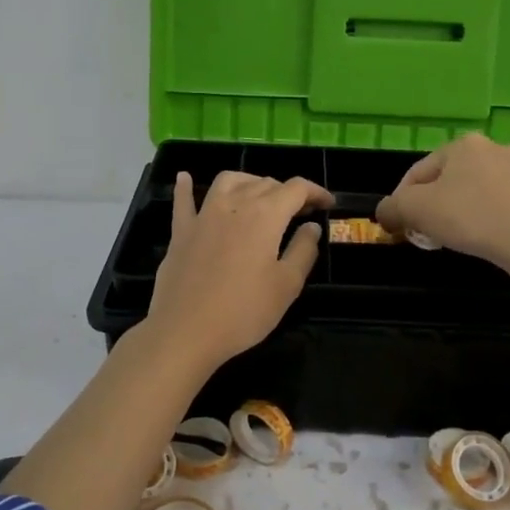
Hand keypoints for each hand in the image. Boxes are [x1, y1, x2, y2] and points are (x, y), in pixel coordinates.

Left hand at [145, 171, 332, 369]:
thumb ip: (303, 251)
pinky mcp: (181, 232)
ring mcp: (203, 215)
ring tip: (260, 197)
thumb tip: (311, 227)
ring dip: (250, 182)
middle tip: (301, 212)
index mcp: (265, 215)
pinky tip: (185, 178)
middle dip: (287, 192)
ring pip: (229, 181)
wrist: (186, 331)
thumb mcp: (287, 285)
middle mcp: (234, 205)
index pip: (296, 189)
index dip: (316, 192)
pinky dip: (187, 187)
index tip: (328, 205)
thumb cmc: (243, 311)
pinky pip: (184, 200)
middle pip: (265, 183)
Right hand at [375, 133, 509, 272]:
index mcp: (462, 145)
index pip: (418, 172)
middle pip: (451, 180)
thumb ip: (393, 208)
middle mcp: (495, 148)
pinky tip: (492, 239)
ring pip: (481, 191)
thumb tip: (385, 212)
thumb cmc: (471, 217)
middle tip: (429, 233)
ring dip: (466, 210)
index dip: (402, 201)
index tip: (400, 226)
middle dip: (436, 205)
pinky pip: (508, 206)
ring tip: (461, 238)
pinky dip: (495, 219)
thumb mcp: (416, 211)